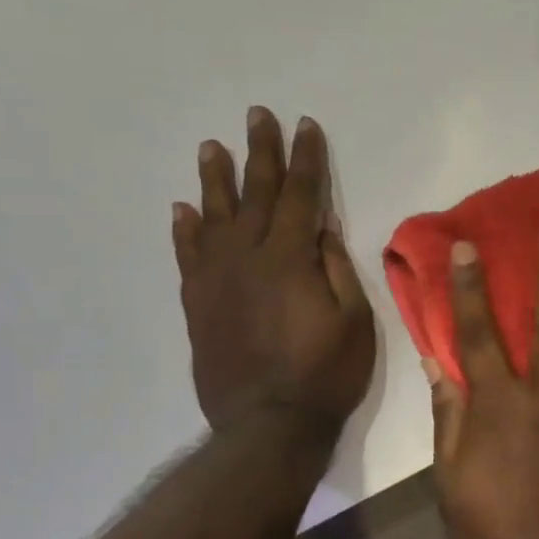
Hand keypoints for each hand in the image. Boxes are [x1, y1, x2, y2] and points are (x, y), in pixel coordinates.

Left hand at [173, 109, 375, 432]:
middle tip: (257, 114)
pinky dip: (185, 230)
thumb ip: (336, 268)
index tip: (305, 125)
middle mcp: (247, 258)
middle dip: (260, 152)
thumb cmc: (326, 373)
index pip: (300, 195)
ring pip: (214, 217)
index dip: (306, 159)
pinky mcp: (198, 304)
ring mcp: (216, 280)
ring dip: (215, 179)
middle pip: (255, 194)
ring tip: (212, 146)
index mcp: (290, 259)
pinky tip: (184, 209)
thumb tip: (321, 227)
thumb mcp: (354, 321)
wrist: (268, 423)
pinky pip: (188, 256)